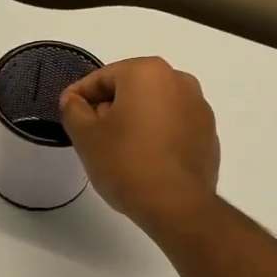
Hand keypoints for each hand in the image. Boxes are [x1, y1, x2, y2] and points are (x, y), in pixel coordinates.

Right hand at [59, 58, 219, 236]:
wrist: (176, 205)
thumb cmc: (125, 162)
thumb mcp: (85, 135)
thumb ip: (73, 108)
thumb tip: (75, 100)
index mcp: (148, 72)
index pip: (102, 78)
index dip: (79, 96)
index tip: (67, 114)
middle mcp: (179, 81)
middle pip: (131, 89)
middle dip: (109, 108)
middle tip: (91, 136)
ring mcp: (199, 108)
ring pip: (154, 107)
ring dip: (134, 122)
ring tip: (118, 151)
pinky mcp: (209, 135)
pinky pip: (173, 127)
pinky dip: (157, 136)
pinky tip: (144, 161)